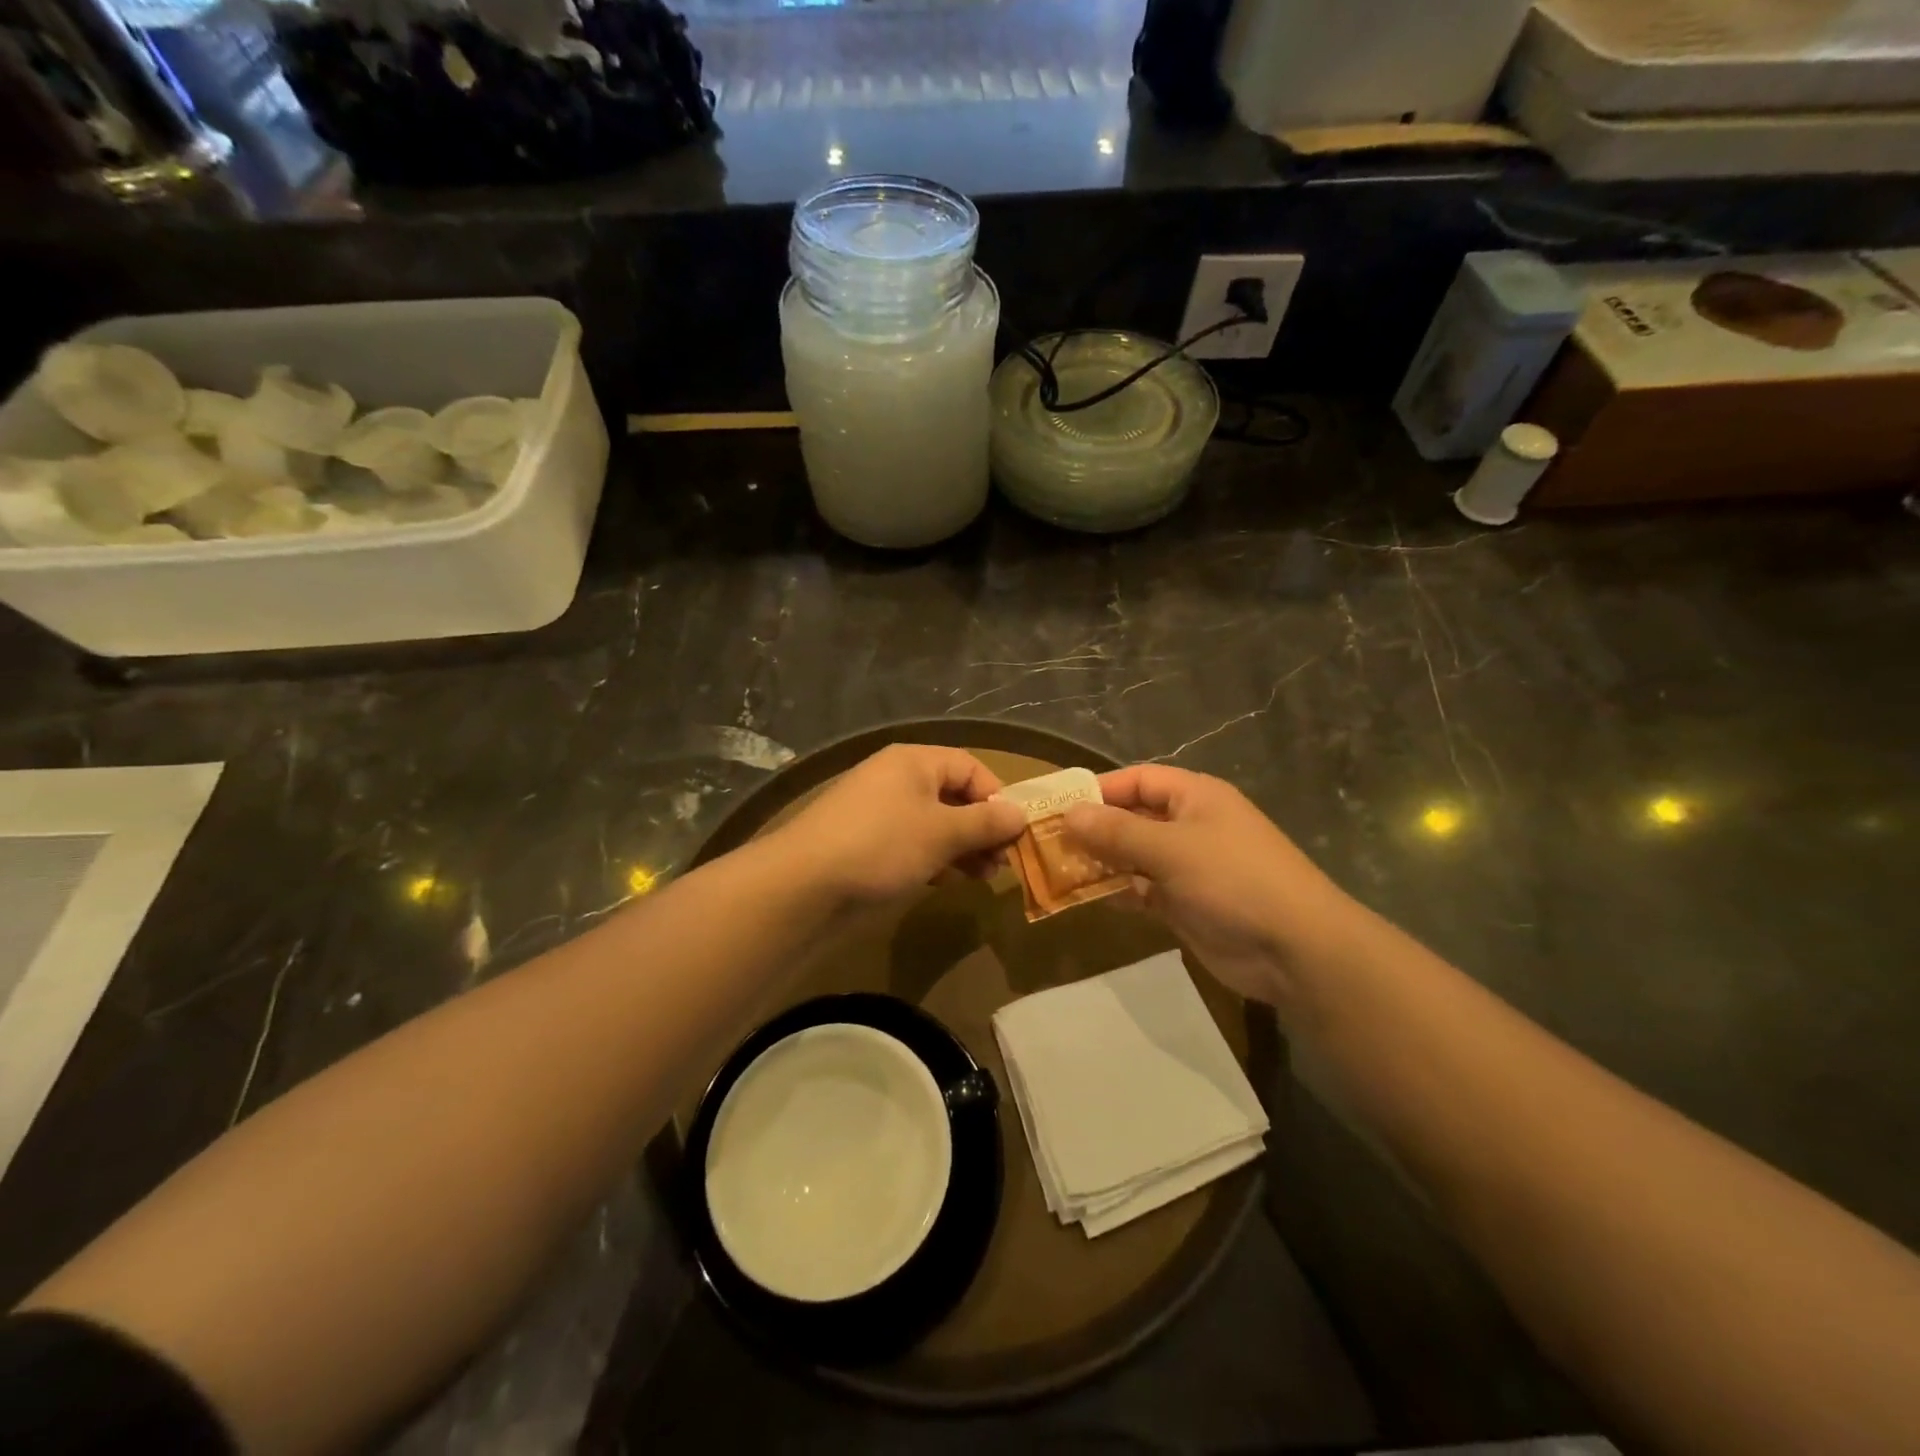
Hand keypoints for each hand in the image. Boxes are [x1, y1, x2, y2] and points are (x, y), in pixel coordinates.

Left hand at [772, 744, 1027, 908]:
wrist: (804, 884)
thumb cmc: (882, 845)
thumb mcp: (942, 833)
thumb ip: (984, 823)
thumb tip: (1020, 814)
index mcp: (914, 762)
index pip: (969, 767)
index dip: (996, 796)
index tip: (1014, 833)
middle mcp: (896, 779)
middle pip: (953, 795)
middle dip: (982, 828)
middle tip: (1002, 863)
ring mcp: (879, 811)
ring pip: (934, 822)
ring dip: (962, 847)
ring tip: (983, 877)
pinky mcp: (866, 843)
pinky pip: (912, 842)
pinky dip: (934, 858)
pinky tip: (946, 881)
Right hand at [1063, 765, 1362, 1004]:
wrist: (1296, 950)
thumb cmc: (1234, 881)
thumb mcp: (1171, 850)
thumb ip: (1117, 832)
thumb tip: (1069, 814)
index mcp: (1195, 797)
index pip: (1138, 780)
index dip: (1099, 789)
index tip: (1057, 805)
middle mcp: (1190, 826)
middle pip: (1132, 818)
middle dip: (1093, 828)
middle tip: (1047, 842)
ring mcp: (1189, 867)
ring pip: (1134, 856)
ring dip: (1101, 862)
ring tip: (1057, 870)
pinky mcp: (1186, 904)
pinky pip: (1143, 889)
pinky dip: (1119, 892)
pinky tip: (1088, 898)